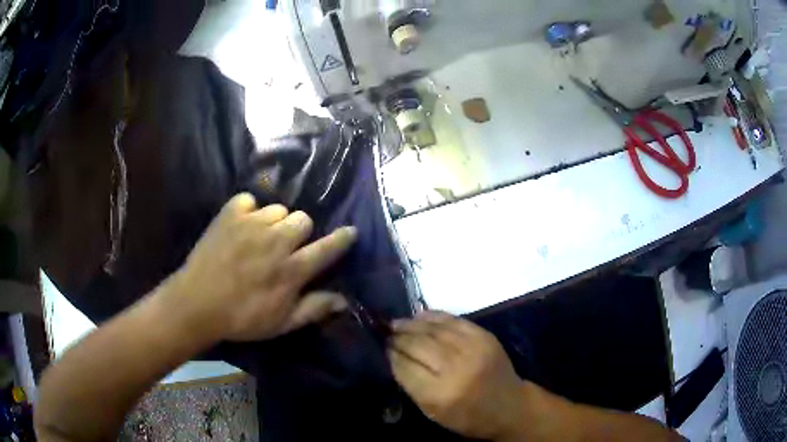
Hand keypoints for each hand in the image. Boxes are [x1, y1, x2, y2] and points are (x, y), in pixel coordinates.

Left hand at [167, 193, 356, 341]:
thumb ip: (313, 309)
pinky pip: (250, 200)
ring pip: (278, 209)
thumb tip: (343, 300)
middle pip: (303, 219)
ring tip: (260, 237)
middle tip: (285, 246)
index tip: (350, 232)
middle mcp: (276, 241)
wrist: (197, 303)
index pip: (326, 249)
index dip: (342, 239)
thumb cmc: (241, 318)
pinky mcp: (230, 213)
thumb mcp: (281, 324)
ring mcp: (252, 223)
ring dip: (274, 223)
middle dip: (299, 232)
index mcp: (291, 270)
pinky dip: (248, 212)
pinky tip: (240, 227)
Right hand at [389, 312, 525, 439]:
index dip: (391, 355)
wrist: (509, 406)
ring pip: (433, 330)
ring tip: (397, 323)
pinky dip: (433, 317)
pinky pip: (453, 320)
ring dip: (411, 324)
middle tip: (385, 333)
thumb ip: (412, 385)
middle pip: (417, 345)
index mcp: (440, 394)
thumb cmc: (467, 416)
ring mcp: (473, 348)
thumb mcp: (433, 412)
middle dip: (398, 338)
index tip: (382, 348)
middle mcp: (456, 368)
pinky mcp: (484, 336)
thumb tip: (394, 357)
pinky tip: (420, 317)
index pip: (405, 367)